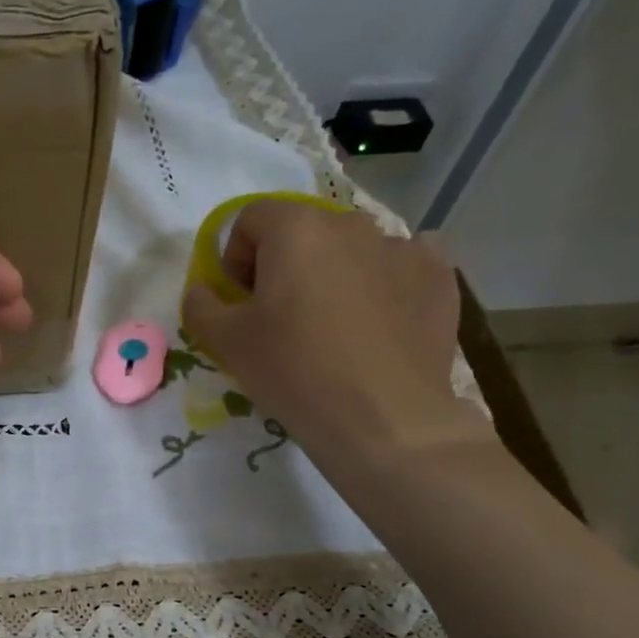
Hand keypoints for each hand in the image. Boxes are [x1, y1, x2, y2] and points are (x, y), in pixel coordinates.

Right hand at [181, 197, 491, 476]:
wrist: (383, 419)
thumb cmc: (293, 370)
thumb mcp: (225, 342)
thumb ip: (200, 305)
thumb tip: (203, 291)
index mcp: (296, 229)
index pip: (250, 219)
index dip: (235, 258)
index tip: (240, 302)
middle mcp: (351, 224)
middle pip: (302, 231)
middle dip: (283, 265)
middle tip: (280, 318)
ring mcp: (403, 247)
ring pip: (350, 249)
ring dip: (332, 274)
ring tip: (331, 326)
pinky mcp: (438, 277)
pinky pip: (400, 264)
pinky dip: (383, 282)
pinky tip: (377, 320)